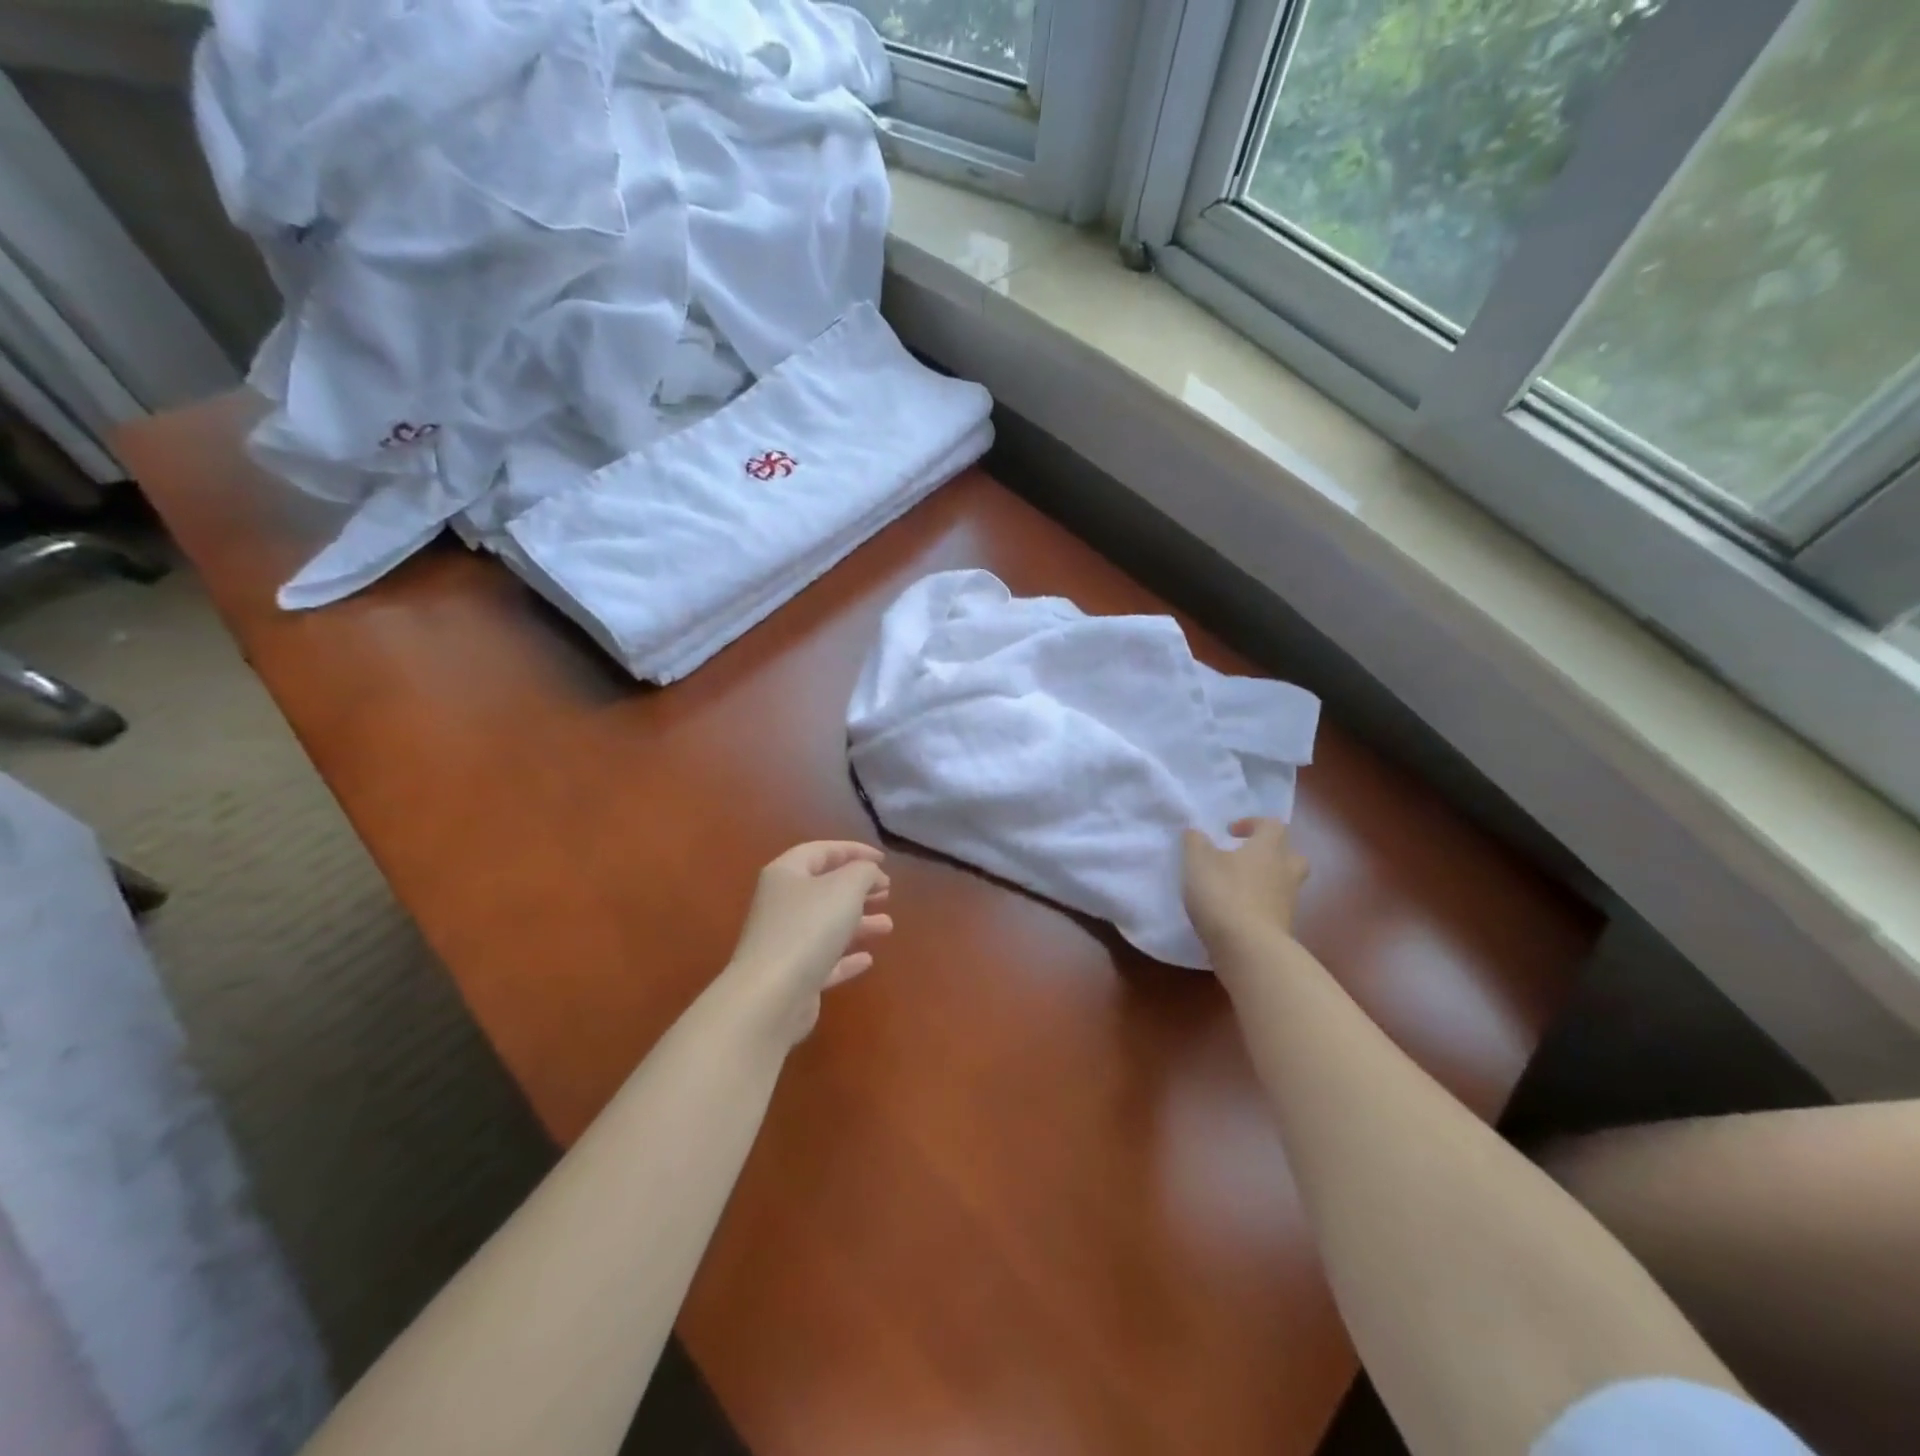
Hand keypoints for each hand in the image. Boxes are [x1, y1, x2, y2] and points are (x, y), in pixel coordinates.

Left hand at [725, 841, 892, 1044]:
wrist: (771, 997)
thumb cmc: (808, 928)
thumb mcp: (845, 887)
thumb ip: (863, 872)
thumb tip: (869, 873)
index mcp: (786, 874)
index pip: (821, 851)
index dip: (853, 850)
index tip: (883, 859)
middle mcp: (781, 904)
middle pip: (823, 888)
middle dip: (857, 888)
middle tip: (886, 890)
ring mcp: (784, 942)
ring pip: (826, 925)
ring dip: (858, 922)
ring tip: (888, 925)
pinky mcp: (792, 976)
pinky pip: (824, 960)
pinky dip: (846, 957)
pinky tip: (867, 959)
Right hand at [1182, 818, 1308, 954]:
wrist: (1249, 949)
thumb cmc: (1223, 894)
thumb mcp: (1198, 861)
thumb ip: (1195, 842)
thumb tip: (1195, 832)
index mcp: (1268, 848)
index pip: (1272, 825)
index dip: (1253, 824)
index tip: (1231, 832)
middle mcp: (1285, 872)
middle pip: (1290, 855)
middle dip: (1270, 853)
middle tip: (1245, 858)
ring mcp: (1287, 902)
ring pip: (1284, 883)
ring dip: (1264, 881)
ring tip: (1236, 888)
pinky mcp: (1283, 929)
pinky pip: (1274, 909)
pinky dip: (1259, 907)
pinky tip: (1235, 913)